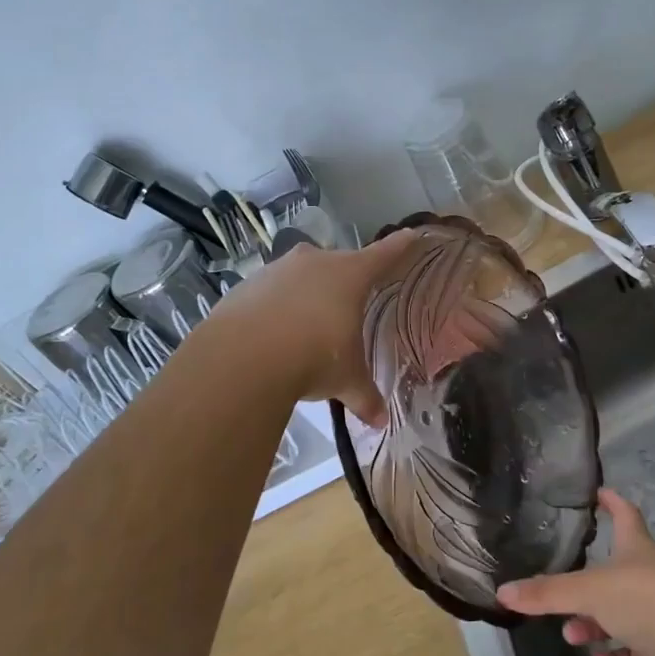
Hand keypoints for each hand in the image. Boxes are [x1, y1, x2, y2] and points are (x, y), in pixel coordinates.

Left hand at [208, 231, 418, 426]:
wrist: (244, 355)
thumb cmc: (314, 356)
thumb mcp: (345, 379)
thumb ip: (364, 395)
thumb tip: (380, 420)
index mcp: (350, 275)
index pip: (383, 255)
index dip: (399, 246)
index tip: (410, 235)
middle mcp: (315, 262)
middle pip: (337, 264)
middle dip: (343, 280)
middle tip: (347, 304)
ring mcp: (277, 269)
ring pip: (299, 276)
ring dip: (305, 294)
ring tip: (305, 327)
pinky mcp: (246, 285)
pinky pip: (268, 293)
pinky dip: (274, 308)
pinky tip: (271, 335)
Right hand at [496, 489, 654, 655]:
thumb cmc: (648, 600)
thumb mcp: (589, 591)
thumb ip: (547, 593)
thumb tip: (502, 592)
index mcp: (635, 549)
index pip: (623, 514)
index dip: (611, 502)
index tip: (597, 492)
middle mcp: (648, 578)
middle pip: (614, 573)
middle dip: (585, 583)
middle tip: (558, 592)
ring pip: (620, 617)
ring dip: (594, 625)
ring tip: (571, 635)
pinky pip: (634, 654)